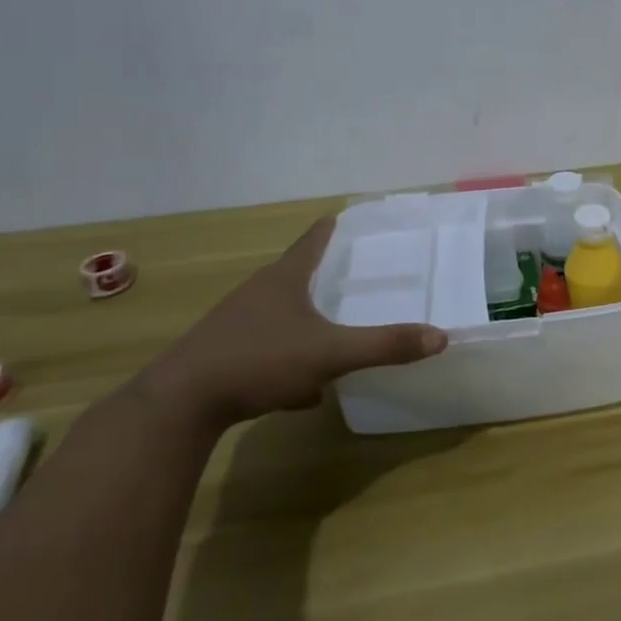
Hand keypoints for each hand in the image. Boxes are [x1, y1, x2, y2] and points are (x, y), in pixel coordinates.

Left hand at [135, 216, 447, 430]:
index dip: (331, 228)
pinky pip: (267, 348)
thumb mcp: (329, 353)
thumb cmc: (258, 360)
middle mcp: (258, 293)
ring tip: (334, 333)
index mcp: (285, 279)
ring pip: (281, 314)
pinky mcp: (223, 355)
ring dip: (306, 320)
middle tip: (353, 276)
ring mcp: (236, 324)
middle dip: (324, 275)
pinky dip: (288, 359)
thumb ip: (384, 346)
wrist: (179, 404)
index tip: (345, 216)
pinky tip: (301, 391)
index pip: (313, 241)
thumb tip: (441, 337)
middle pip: (296, 275)